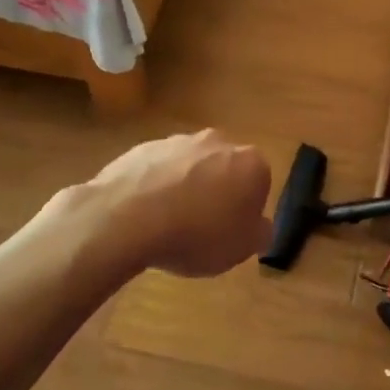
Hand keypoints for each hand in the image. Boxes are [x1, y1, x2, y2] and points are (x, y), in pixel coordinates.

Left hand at [54, 130, 272, 276]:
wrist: (128, 218)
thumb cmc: (197, 234)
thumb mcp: (241, 249)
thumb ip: (260, 233)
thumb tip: (261, 226)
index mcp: (250, 163)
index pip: (260, 183)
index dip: (247, 209)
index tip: (232, 231)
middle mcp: (219, 142)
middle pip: (225, 168)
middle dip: (218, 191)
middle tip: (203, 226)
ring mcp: (179, 141)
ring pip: (191, 166)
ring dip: (186, 187)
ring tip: (169, 223)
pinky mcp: (144, 147)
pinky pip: (158, 169)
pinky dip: (156, 186)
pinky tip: (145, 214)